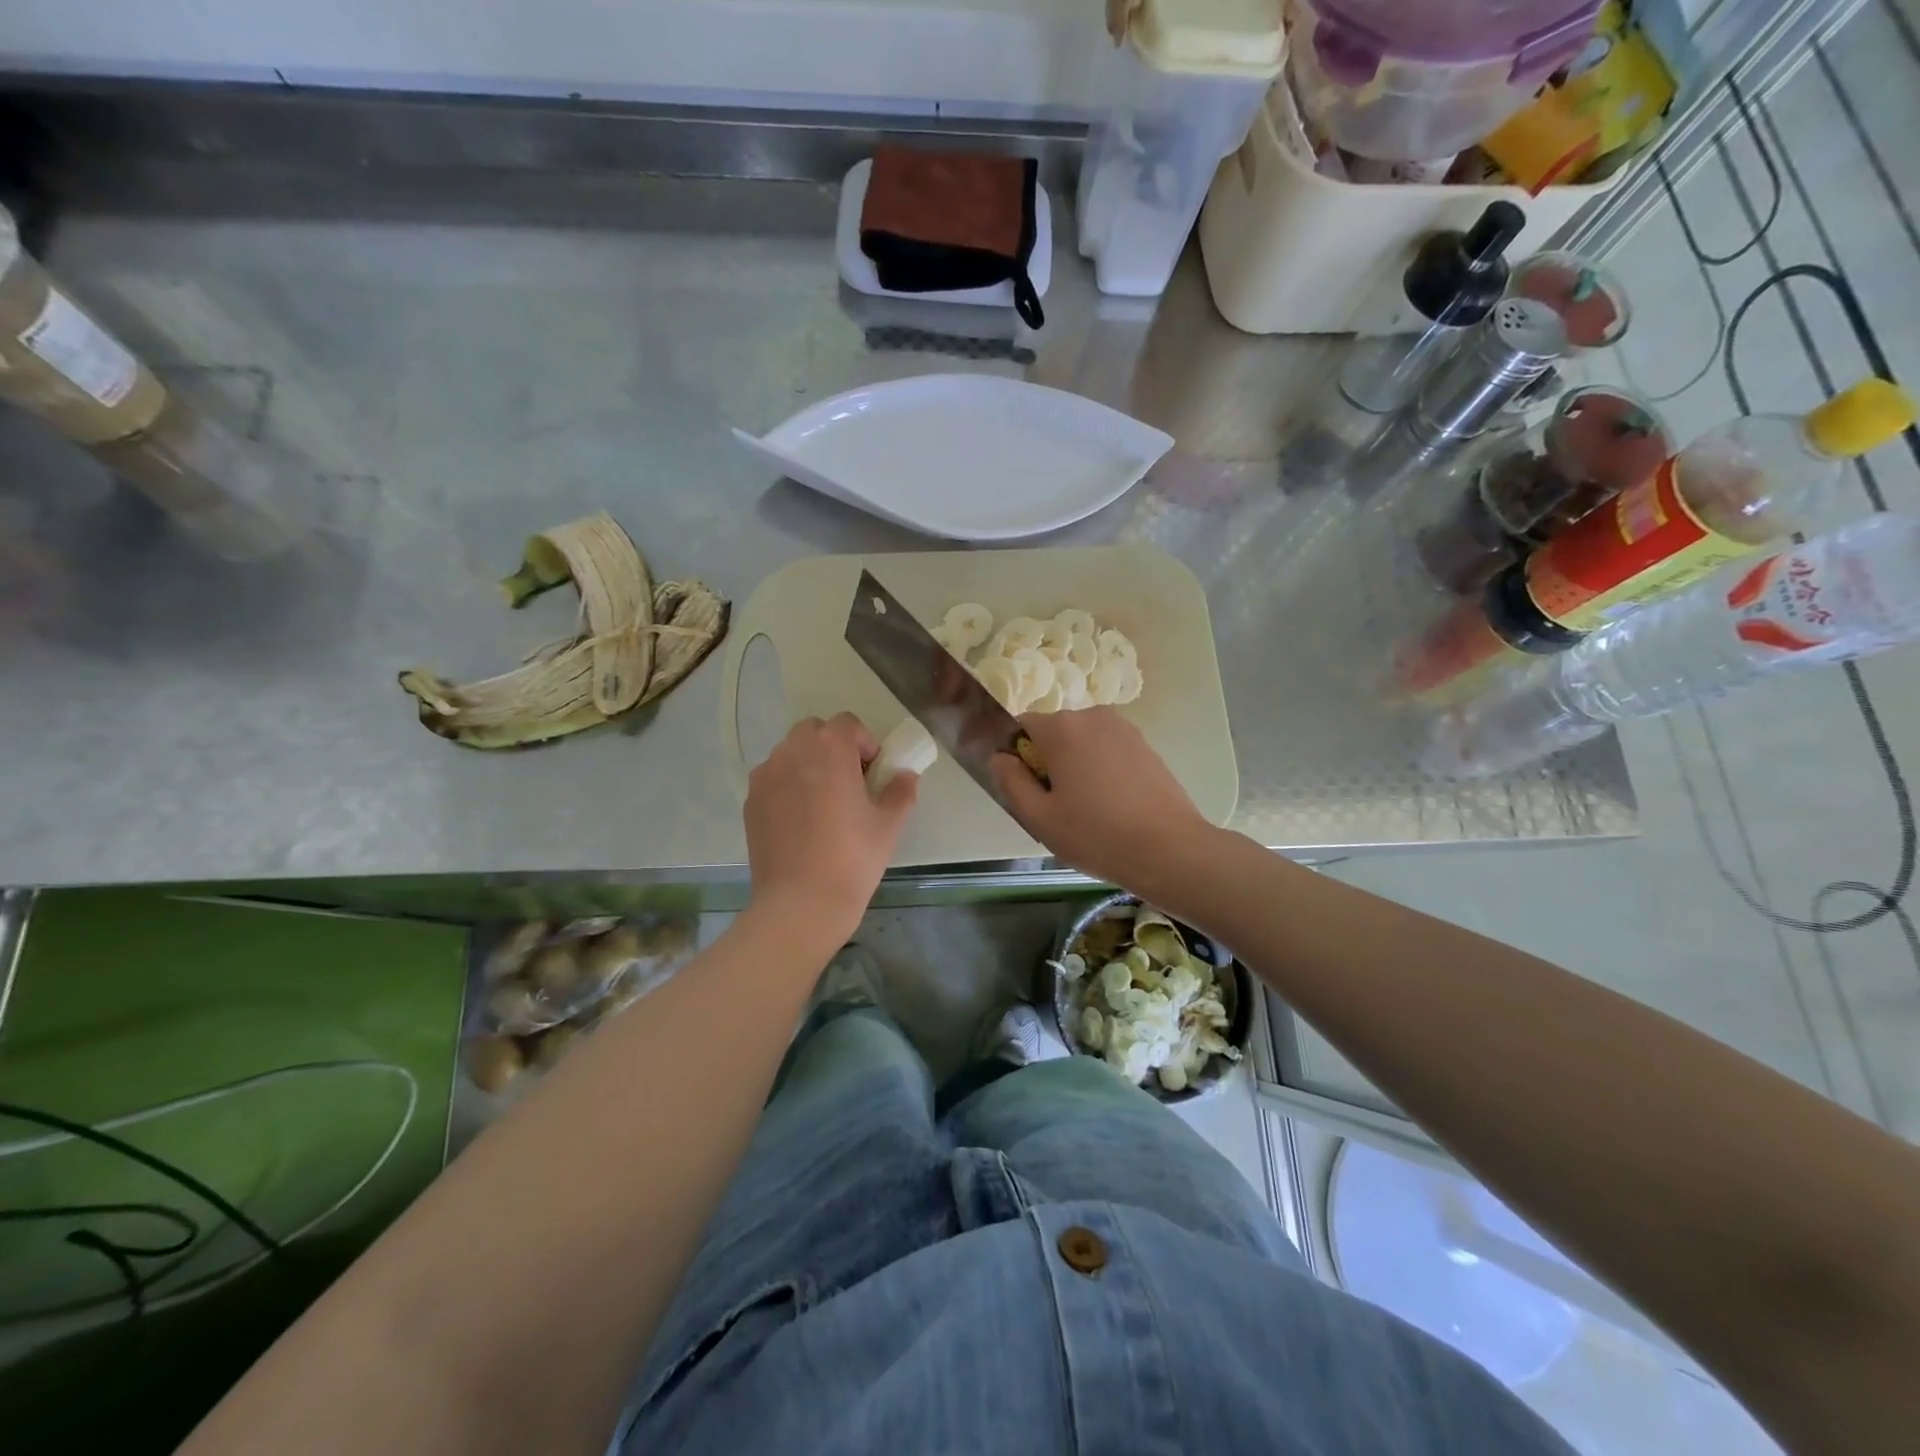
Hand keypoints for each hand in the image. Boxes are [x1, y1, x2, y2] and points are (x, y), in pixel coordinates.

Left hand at [745, 713, 919, 941]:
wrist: (801, 903)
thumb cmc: (853, 858)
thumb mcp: (889, 824)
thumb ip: (901, 790)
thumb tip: (905, 776)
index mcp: (829, 749)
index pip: (848, 724)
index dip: (865, 744)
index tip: (873, 774)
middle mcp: (792, 752)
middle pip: (814, 731)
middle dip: (834, 747)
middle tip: (850, 783)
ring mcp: (766, 776)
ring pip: (790, 753)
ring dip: (809, 764)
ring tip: (823, 803)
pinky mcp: (751, 800)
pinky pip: (774, 778)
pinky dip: (788, 786)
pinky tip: (801, 821)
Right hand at [990, 707, 1214, 892]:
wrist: (1170, 849)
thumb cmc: (1097, 834)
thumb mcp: (1040, 817)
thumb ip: (1011, 782)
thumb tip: (1000, 758)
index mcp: (1062, 728)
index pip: (1021, 726)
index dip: (1016, 756)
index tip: (1026, 789)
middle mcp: (1093, 716)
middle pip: (1054, 733)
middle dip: (1048, 761)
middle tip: (1055, 807)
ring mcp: (1124, 729)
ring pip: (1083, 743)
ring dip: (1076, 766)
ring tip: (1087, 809)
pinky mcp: (1146, 746)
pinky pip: (1108, 751)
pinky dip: (1102, 770)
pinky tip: (1113, 806)